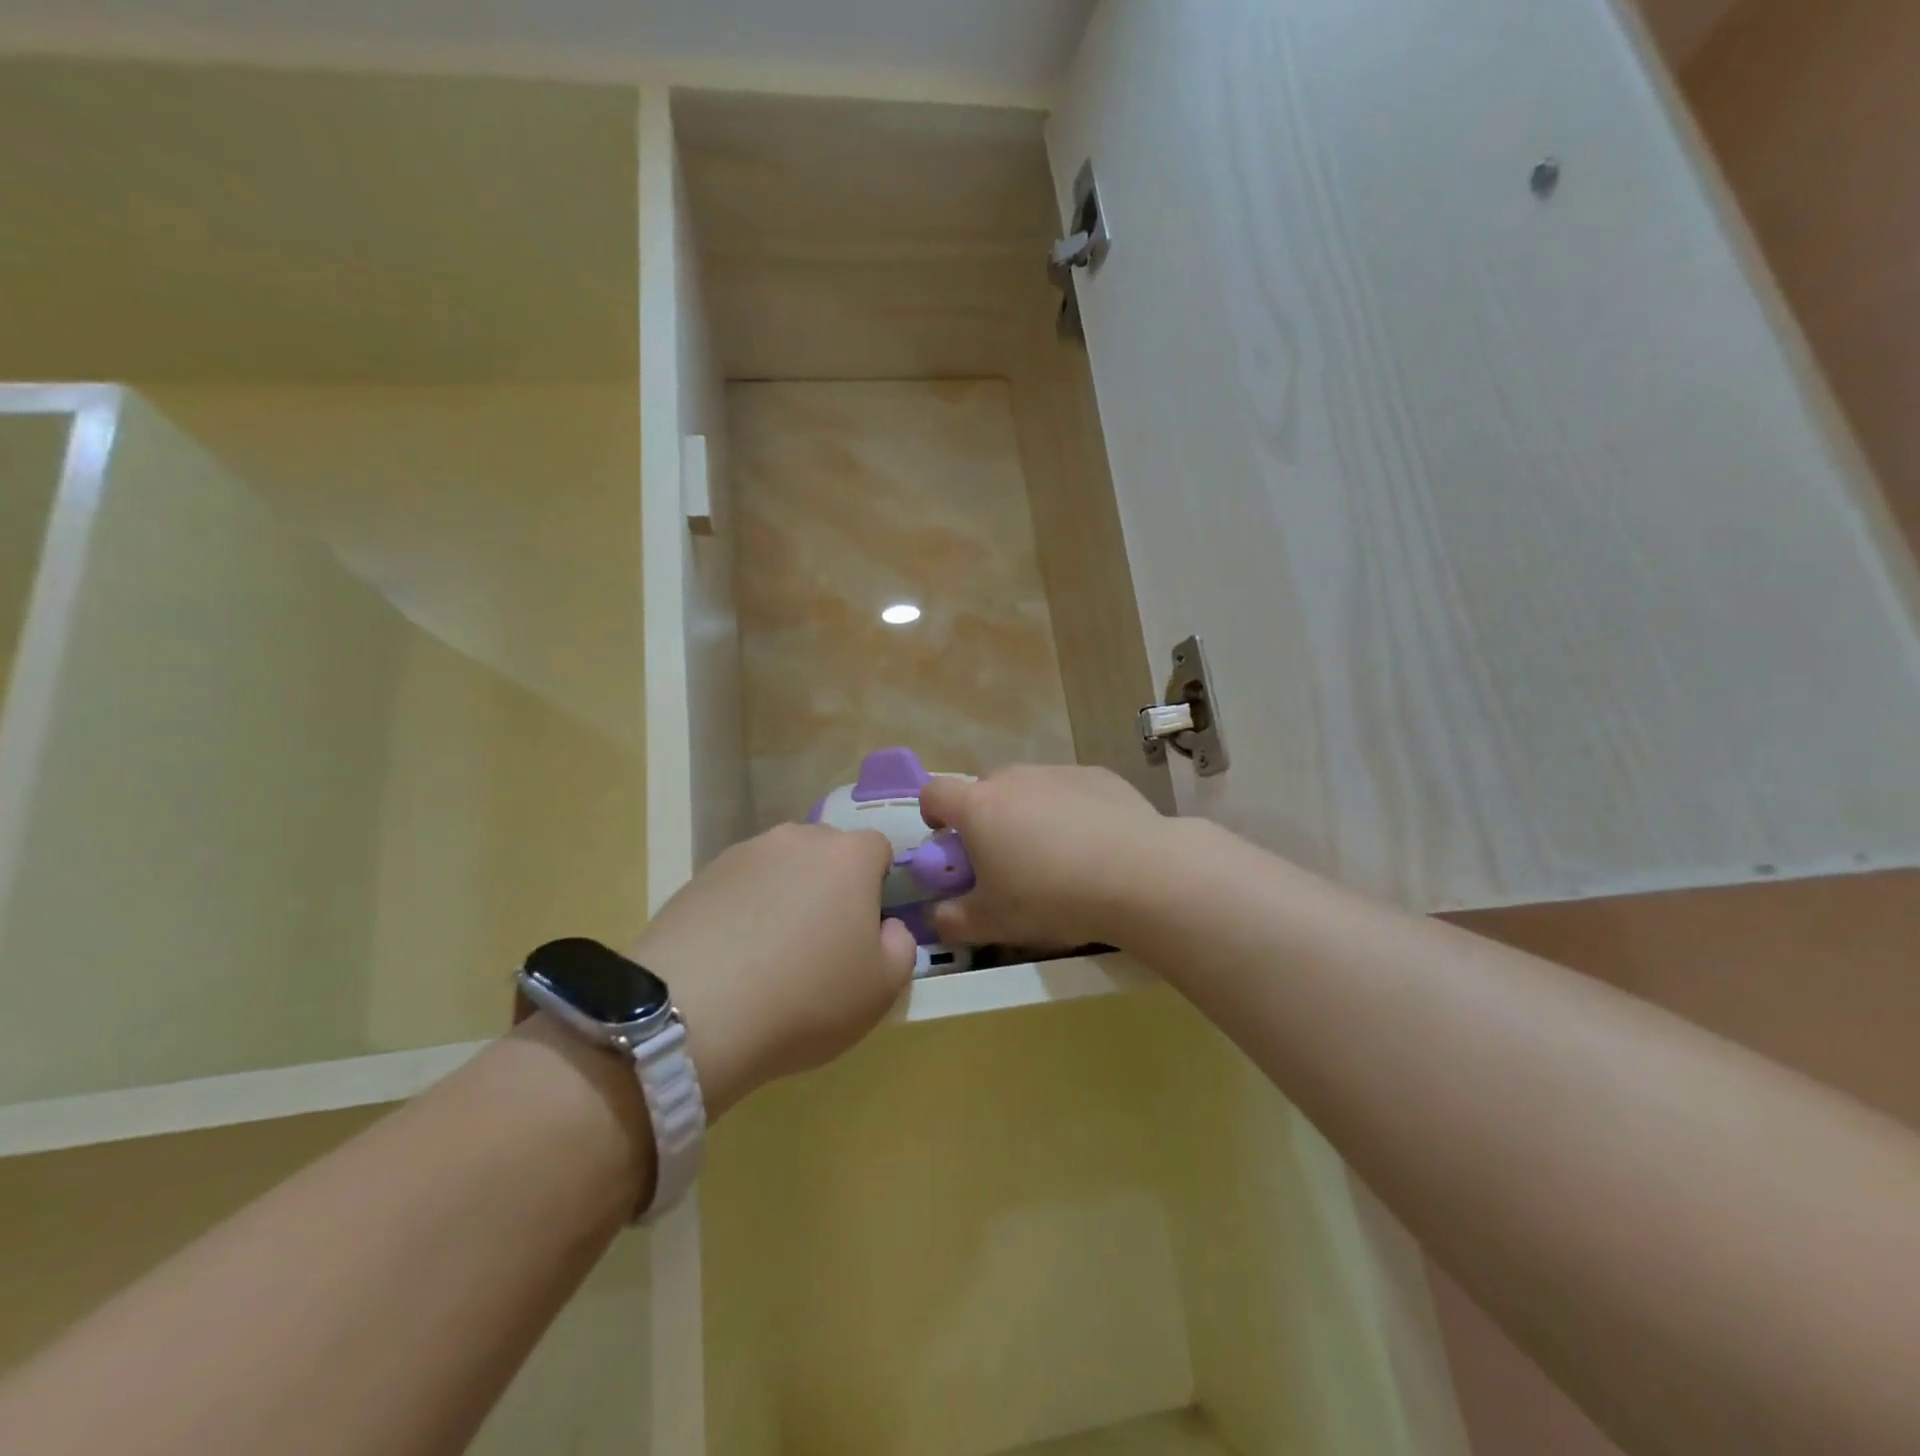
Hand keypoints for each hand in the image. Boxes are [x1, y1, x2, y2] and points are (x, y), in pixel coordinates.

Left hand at [634, 824, 916, 1117]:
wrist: (692, 1014)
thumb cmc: (806, 998)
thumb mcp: (882, 988)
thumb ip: (901, 946)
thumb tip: (886, 927)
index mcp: (848, 855)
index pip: (878, 849)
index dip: (879, 885)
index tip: (867, 928)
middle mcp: (797, 839)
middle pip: (827, 853)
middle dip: (831, 886)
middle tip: (822, 942)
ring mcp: (744, 854)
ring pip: (781, 868)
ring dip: (785, 896)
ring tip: (770, 954)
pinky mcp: (700, 876)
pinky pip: (740, 887)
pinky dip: (744, 911)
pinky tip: (733, 958)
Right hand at [919, 765, 1169, 951]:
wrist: (1137, 875)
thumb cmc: (1051, 897)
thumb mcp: (992, 923)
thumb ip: (952, 920)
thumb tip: (937, 916)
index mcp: (978, 806)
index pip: (934, 793)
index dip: (933, 815)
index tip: (948, 841)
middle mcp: (1013, 778)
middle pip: (985, 790)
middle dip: (986, 818)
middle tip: (1005, 859)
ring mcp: (1057, 771)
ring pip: (1029, 789)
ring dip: (1029, 813)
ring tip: (1056, 856)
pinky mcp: (1097, 775)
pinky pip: (1069, 790)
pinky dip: (1070, 810)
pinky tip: (1094, 845)